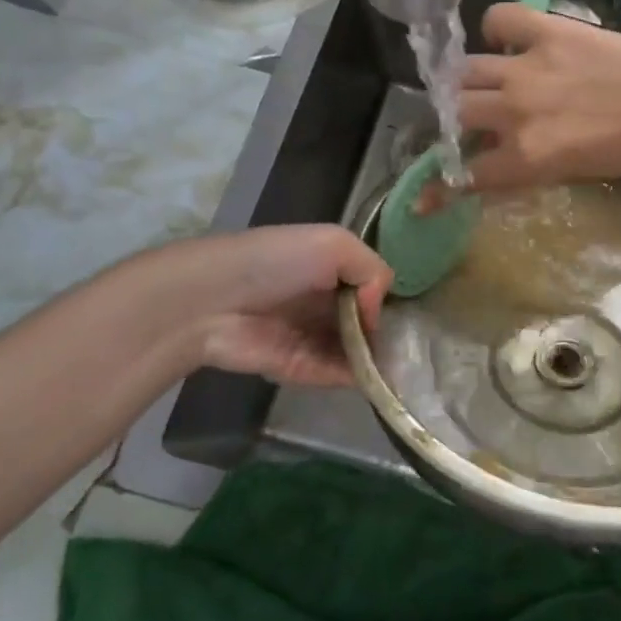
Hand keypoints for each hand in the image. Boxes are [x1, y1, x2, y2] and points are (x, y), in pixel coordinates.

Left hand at [149, 226, 392, 386]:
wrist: (211, 301)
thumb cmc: (276, 262)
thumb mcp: (334, 243)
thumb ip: (372, 270)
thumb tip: (376, 312)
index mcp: (327, 267)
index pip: (368, 285)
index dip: (384, 298)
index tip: (404, 310)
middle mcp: (319, 301)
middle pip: (363, 320)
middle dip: (383, 331)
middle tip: (409, 345)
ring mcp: (309, 336)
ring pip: (353, 349)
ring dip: (375, 358)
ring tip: (401, 366)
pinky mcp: (297, 368)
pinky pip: (334, 373)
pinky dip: (357, 377)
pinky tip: (379, 378)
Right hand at [450, 4, 620, 193]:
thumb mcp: (572, 173)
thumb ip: (526, 166)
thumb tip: (493, 162)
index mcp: (526, 156)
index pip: (466, 174)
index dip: (439, 188)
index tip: (424, 196)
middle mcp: (516, 112)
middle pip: (456, 111)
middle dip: (452, 119)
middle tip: (462, 118)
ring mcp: (529, 67)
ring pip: (466, 69)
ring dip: (466, 79)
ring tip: (478, 79)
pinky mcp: (550, 31)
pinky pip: (500, 18)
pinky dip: (495, 28)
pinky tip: (506, 39)